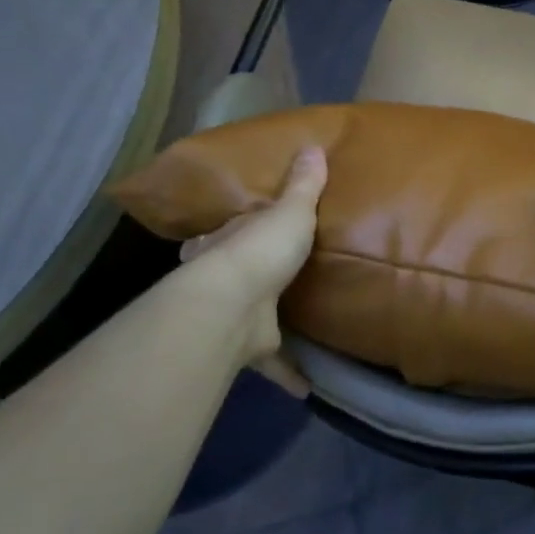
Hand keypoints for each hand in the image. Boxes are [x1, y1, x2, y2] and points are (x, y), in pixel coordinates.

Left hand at [179, 146, 326, 392]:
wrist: (235, 304)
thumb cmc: (260, 249)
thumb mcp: (289, 210)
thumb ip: (303, 186)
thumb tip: (313, 146)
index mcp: (225, 243)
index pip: (224, 233)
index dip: (233, 233)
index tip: (246, 235)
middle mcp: (221, 278)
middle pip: (231, 276)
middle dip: (247, 279)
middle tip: (272, 281)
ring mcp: (231, 315)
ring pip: (247, 319)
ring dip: (264, 328)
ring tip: (295, 331)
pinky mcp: (246, 347)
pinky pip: (271, 363)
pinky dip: (289, 375)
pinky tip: (308, 388)